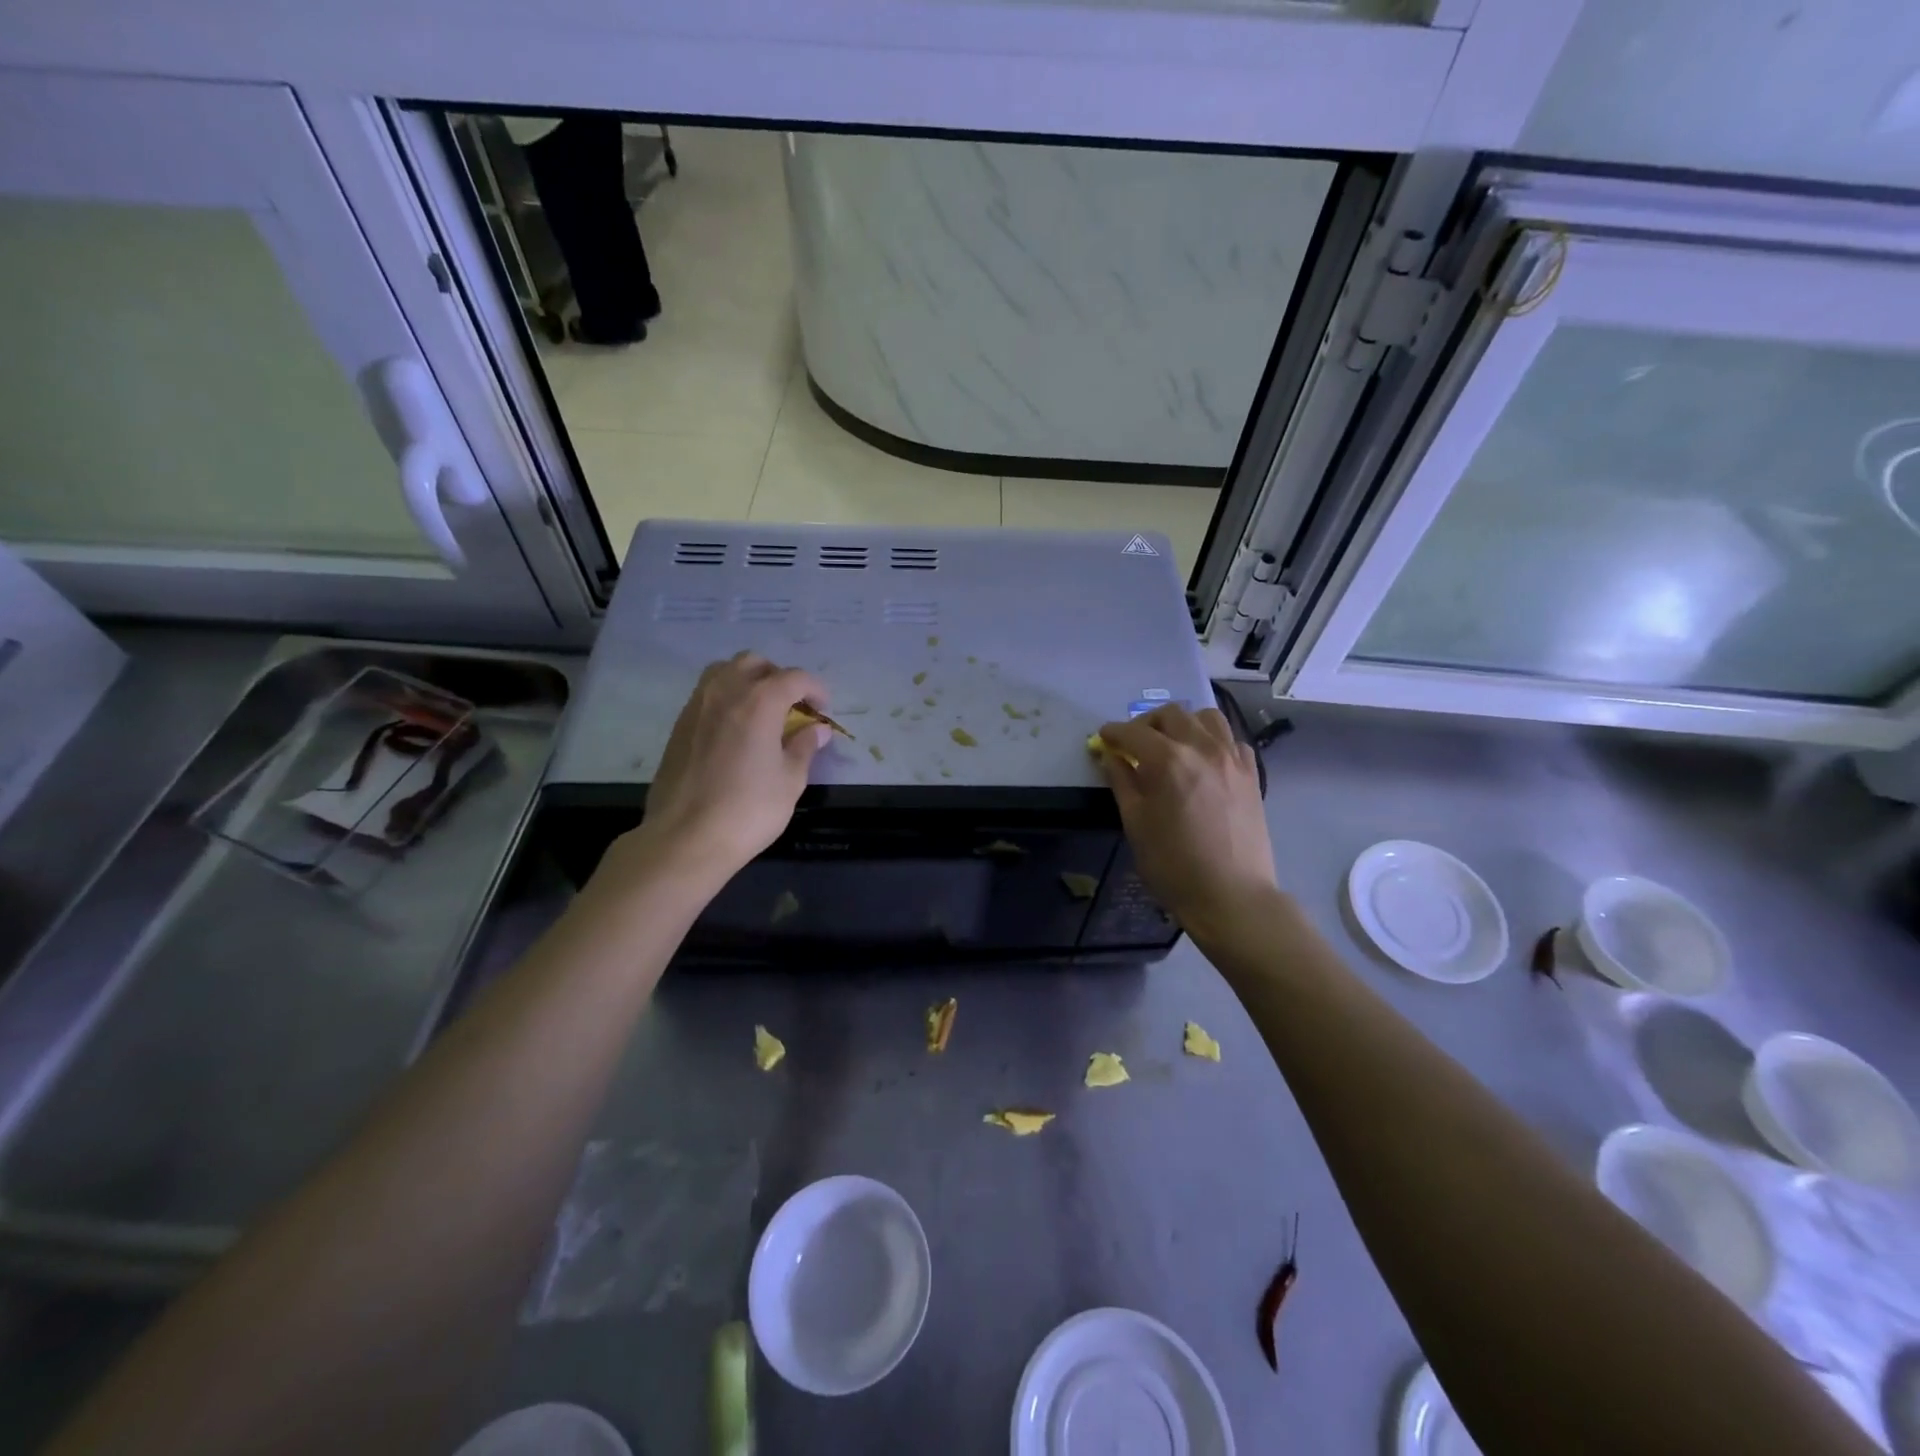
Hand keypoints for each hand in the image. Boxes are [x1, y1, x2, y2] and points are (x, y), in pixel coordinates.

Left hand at [620, 653, 830, 885]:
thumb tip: (817, 730)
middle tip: (791, 706)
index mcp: (759, 701)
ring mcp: (696, 706)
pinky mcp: (679, 725)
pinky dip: (726, 699)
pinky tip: (735, 730)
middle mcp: (725, 692)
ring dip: (748, 681)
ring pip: (724, 671)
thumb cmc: (748, 809)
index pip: (794, 677)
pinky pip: (706, 694)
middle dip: (778, 677)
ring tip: (761, 711)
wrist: (685, 838)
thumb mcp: (790, 780)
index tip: (823, 710)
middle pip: (754, 663)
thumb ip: (805, 747)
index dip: (815, 689)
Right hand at [1094, 705, 1277, 936]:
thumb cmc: (1173, 865)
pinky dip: (1213, 741)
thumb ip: (1122, 782)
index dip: (1113, 733)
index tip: (1103, 739)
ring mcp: (1232, 758)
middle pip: (1171, 714)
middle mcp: (1202, 748)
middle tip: (1134, 744)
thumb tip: (1111, 757)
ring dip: (1183, 723)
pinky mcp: (1251, 774)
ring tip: (1172, 745)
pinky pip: (1232, 740)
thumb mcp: (1135, 824)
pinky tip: (1204, 761)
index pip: (1133, 732)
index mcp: (1168, 760)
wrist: (1231, 895)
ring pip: (1206, 718)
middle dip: (1146, 723)